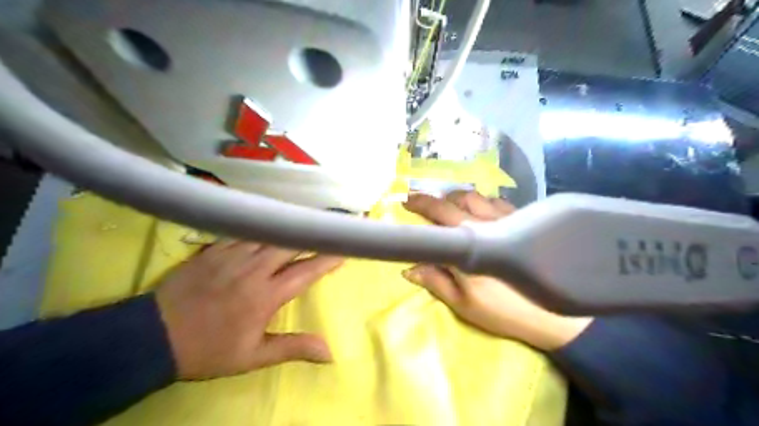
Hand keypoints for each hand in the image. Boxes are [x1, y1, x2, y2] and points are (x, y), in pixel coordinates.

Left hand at [154, 240, 342, 378]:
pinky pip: (244, 231)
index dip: (327, 259)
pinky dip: (262, 227)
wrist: (152, 337)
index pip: (305, 271)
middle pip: (290, 243)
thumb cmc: (208, 349)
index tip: (344, 249)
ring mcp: (231, 255)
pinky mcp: (214, 249)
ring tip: (305, 221)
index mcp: (265, 295)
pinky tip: (269, 222)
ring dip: (289, 228)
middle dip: (312, 234)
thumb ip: (293, 348)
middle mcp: (253, 269)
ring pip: (269, 233)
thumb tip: (330, 352)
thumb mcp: (253, 357)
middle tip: (328, 226)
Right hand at [402, 191, 591, 350]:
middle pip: (452, 204)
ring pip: (474, 197)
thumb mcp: (464, 304)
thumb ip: (437, 282)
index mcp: (467, 245)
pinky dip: (480, 199)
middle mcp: (484, 225)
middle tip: (415, 198)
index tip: (405, 204)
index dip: (419, 209)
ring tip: (445, 202)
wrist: (553, 315)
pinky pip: (495, 200)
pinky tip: (478, 206)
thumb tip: (409, 268)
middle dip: (430, 199)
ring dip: (454, 196)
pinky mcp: (521, 221)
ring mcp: (504, 220)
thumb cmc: (504, 310)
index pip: (436, 221)